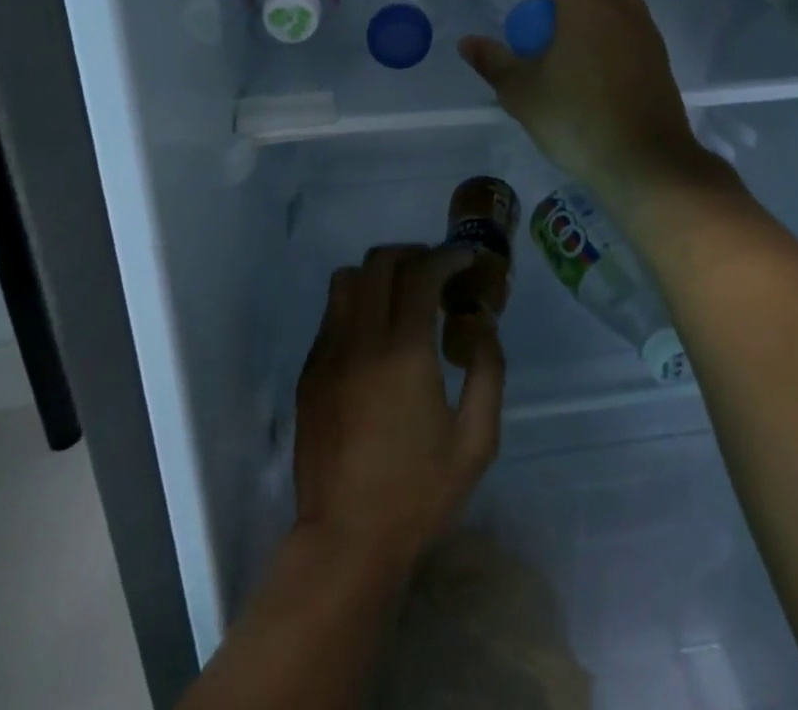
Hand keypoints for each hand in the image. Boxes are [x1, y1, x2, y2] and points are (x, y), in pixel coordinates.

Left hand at [294, 245, 504, 577]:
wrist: (344, 542)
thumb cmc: (418, 494)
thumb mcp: (476, 441)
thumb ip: (488, 371)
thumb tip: (480, 322)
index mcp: (404, 353)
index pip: (420, 273)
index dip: (446, 256)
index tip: (465, 260)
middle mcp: (361, 340)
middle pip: (380, 262)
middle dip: (413, 255)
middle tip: (437, 274)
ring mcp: (328, 353)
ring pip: (347, 279)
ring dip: (379, 275)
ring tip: (404, 297)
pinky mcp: (309, 372)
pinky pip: (332, 314)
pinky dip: (358, 304)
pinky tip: (376, 335)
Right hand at [458, 0, 729, 223]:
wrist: (650, 163)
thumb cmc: (580, 119)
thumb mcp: (524, 93)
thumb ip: (494, 62)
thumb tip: (469, 44)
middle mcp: (621, 0)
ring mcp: (643, 26)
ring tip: (549, 6)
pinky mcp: (654, 51)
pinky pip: (619, 13)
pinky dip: (594, 10)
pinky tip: (578, 40)